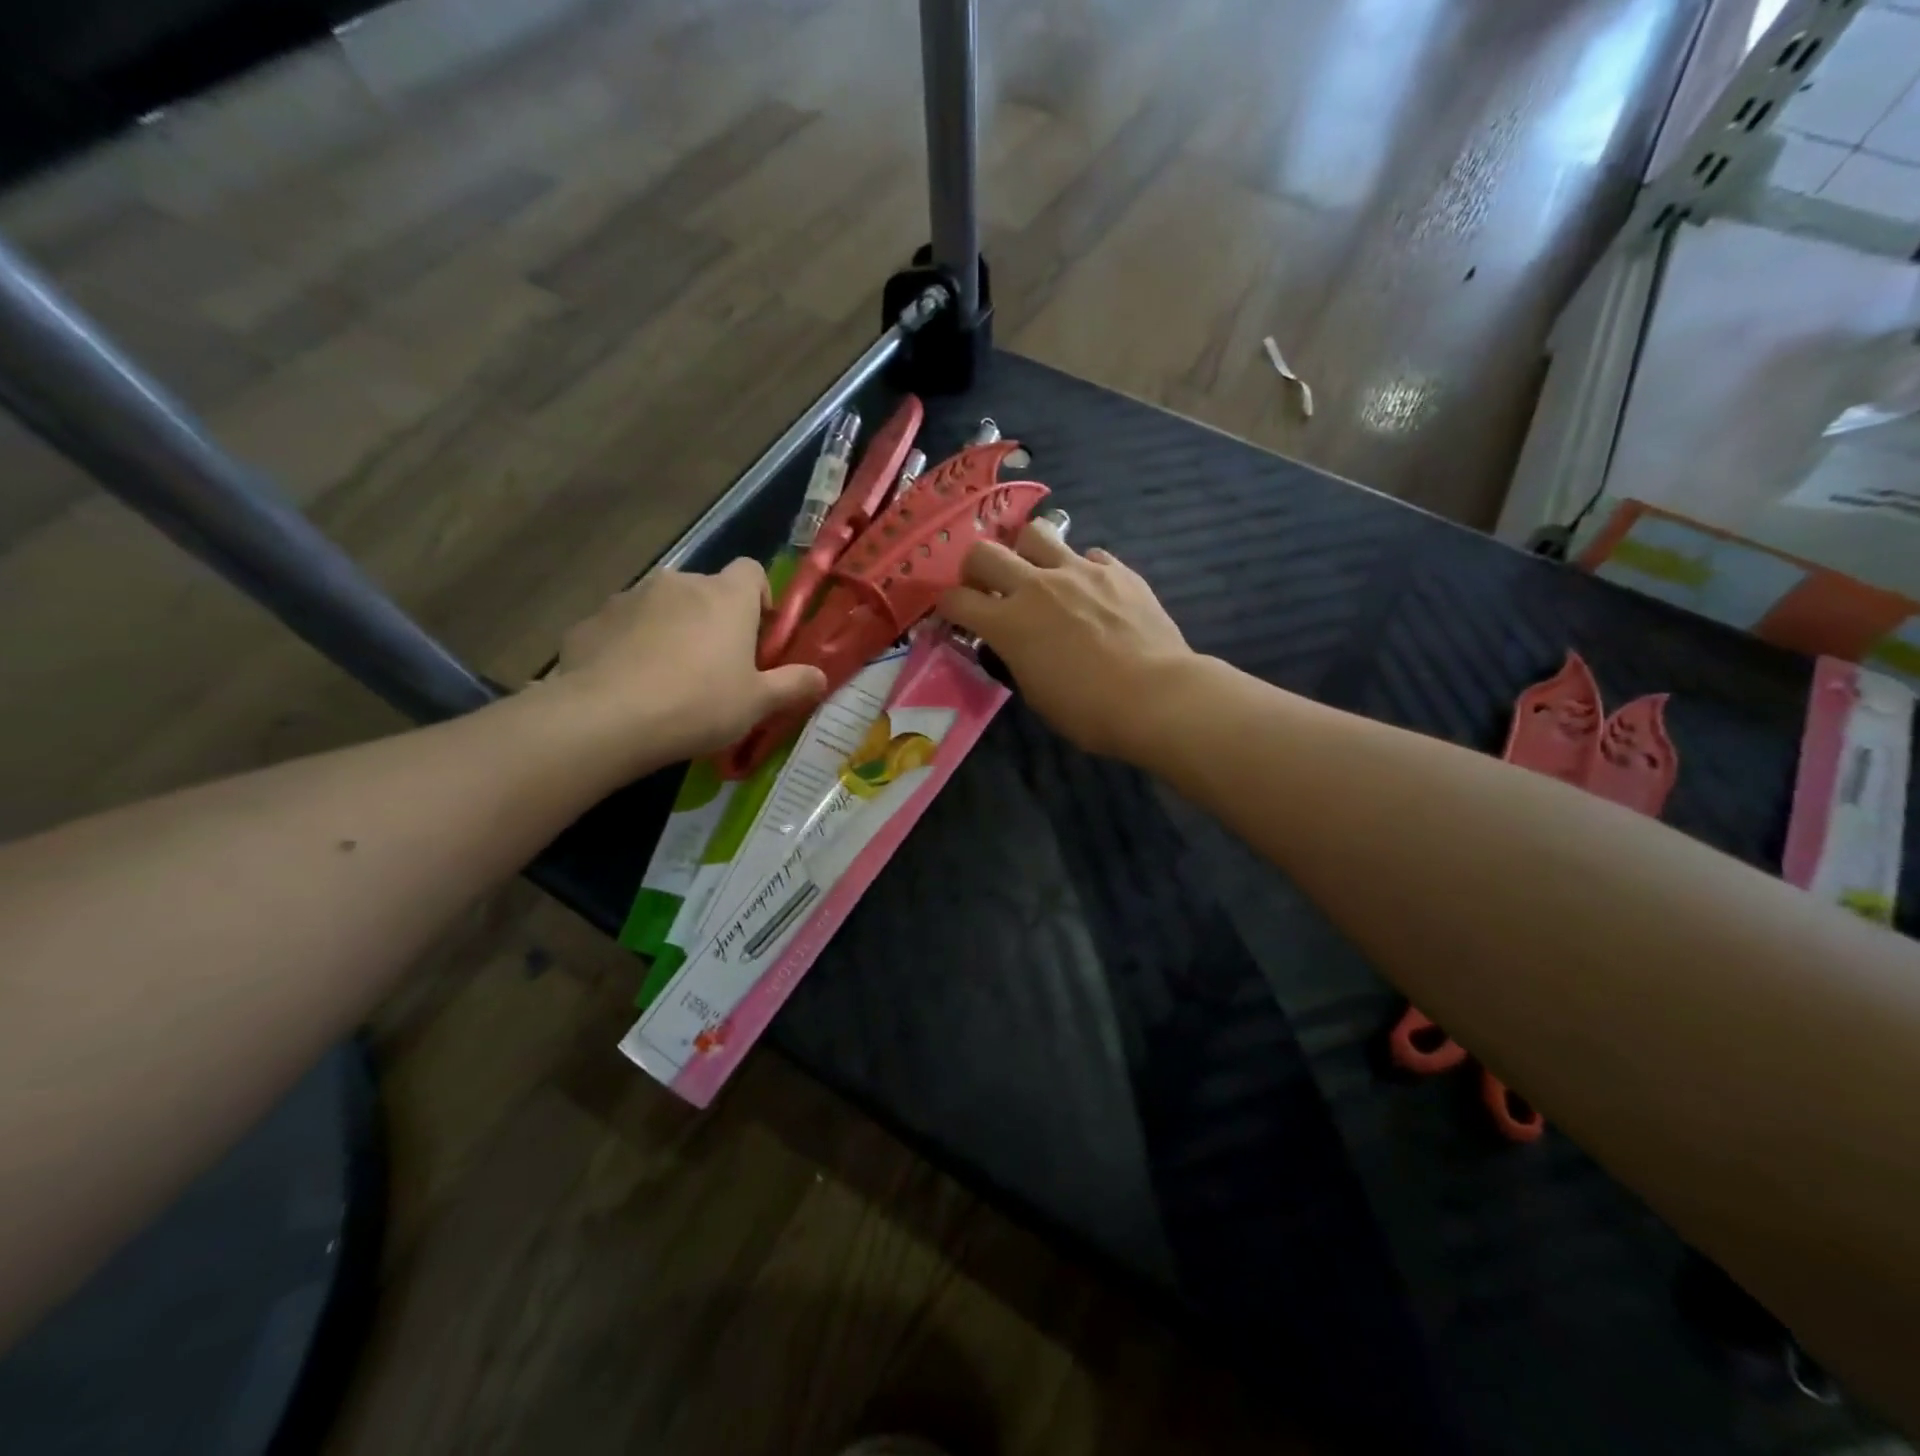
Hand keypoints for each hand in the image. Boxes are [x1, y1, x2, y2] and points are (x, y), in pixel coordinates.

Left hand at [551, 560, 826, 764]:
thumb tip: (821, 676)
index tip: (756, 635)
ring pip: (662, 607)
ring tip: (667, 678)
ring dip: (670, 630)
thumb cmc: (699, 704)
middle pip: (705, 591)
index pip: (751, 570)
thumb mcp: (758, 703)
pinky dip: (630, 646)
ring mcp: (630, 597)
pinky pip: (622, 628)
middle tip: (715, 666)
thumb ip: (793, 685)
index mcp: (726, 596)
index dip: (758, 598)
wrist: (606, 718)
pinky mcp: (591, 620)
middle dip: (712, 620)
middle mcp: (679, 583)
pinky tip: (628, 684)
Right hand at [940, 524, 1192, 760]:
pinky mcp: (1117, 570)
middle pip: (985, 551)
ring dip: (1027, 551)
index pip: (956, 599)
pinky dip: (1082, 569)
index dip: (947, 606)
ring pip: (1036, 533)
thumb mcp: (1036, 693)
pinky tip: (1091, 591)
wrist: (1156, 697)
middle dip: (977, 567)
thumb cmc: (1089, 711)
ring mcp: (1079, 571)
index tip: (954, 615)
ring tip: (1039, 573)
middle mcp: (1036, 586)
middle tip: (989, 586)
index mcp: (1009, 623)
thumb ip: (1017, 658)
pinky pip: (1088, 555)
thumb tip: (1016, 643)